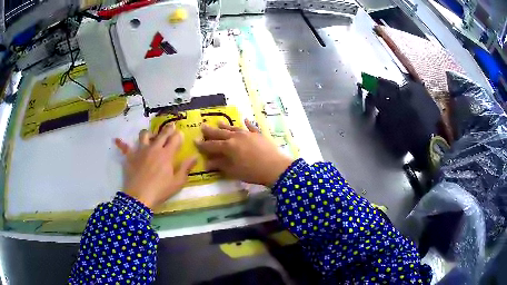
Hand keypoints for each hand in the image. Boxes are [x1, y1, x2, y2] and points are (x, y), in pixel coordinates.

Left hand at [114, 124, 196, 208]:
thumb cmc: (160, 191)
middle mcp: (154, 148)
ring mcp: (140, 150)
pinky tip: (116, 139)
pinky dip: (121, 143)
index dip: (178, 135)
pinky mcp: (130, 156)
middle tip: (171, 126)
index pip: (175, 139)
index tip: (180, 133)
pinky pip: (125, 146)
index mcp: (166, 154)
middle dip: (168, 129)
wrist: (139, 197)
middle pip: (162, 134)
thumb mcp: (177, 182)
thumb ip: (186, 168)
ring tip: (150, 136)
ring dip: (149, 133)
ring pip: (144, 135)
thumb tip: (194, 156)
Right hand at [196, 119, 293, 186]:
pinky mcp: (259, 134)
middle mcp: (236, 137)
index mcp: (228, 147)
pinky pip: (251, 127)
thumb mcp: (233, 171)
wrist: (275, 167)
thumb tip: (207, 163)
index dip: (203, 144)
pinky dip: (247, 123)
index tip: (195, 141)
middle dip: (210, 131)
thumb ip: (220, 165)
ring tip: (218, 122)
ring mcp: (248, 134)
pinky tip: (245, 120)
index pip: (212, 145)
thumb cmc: (252, 172)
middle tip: (202, 126)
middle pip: (220, 133)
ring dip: (225, 126)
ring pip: (234, 128)